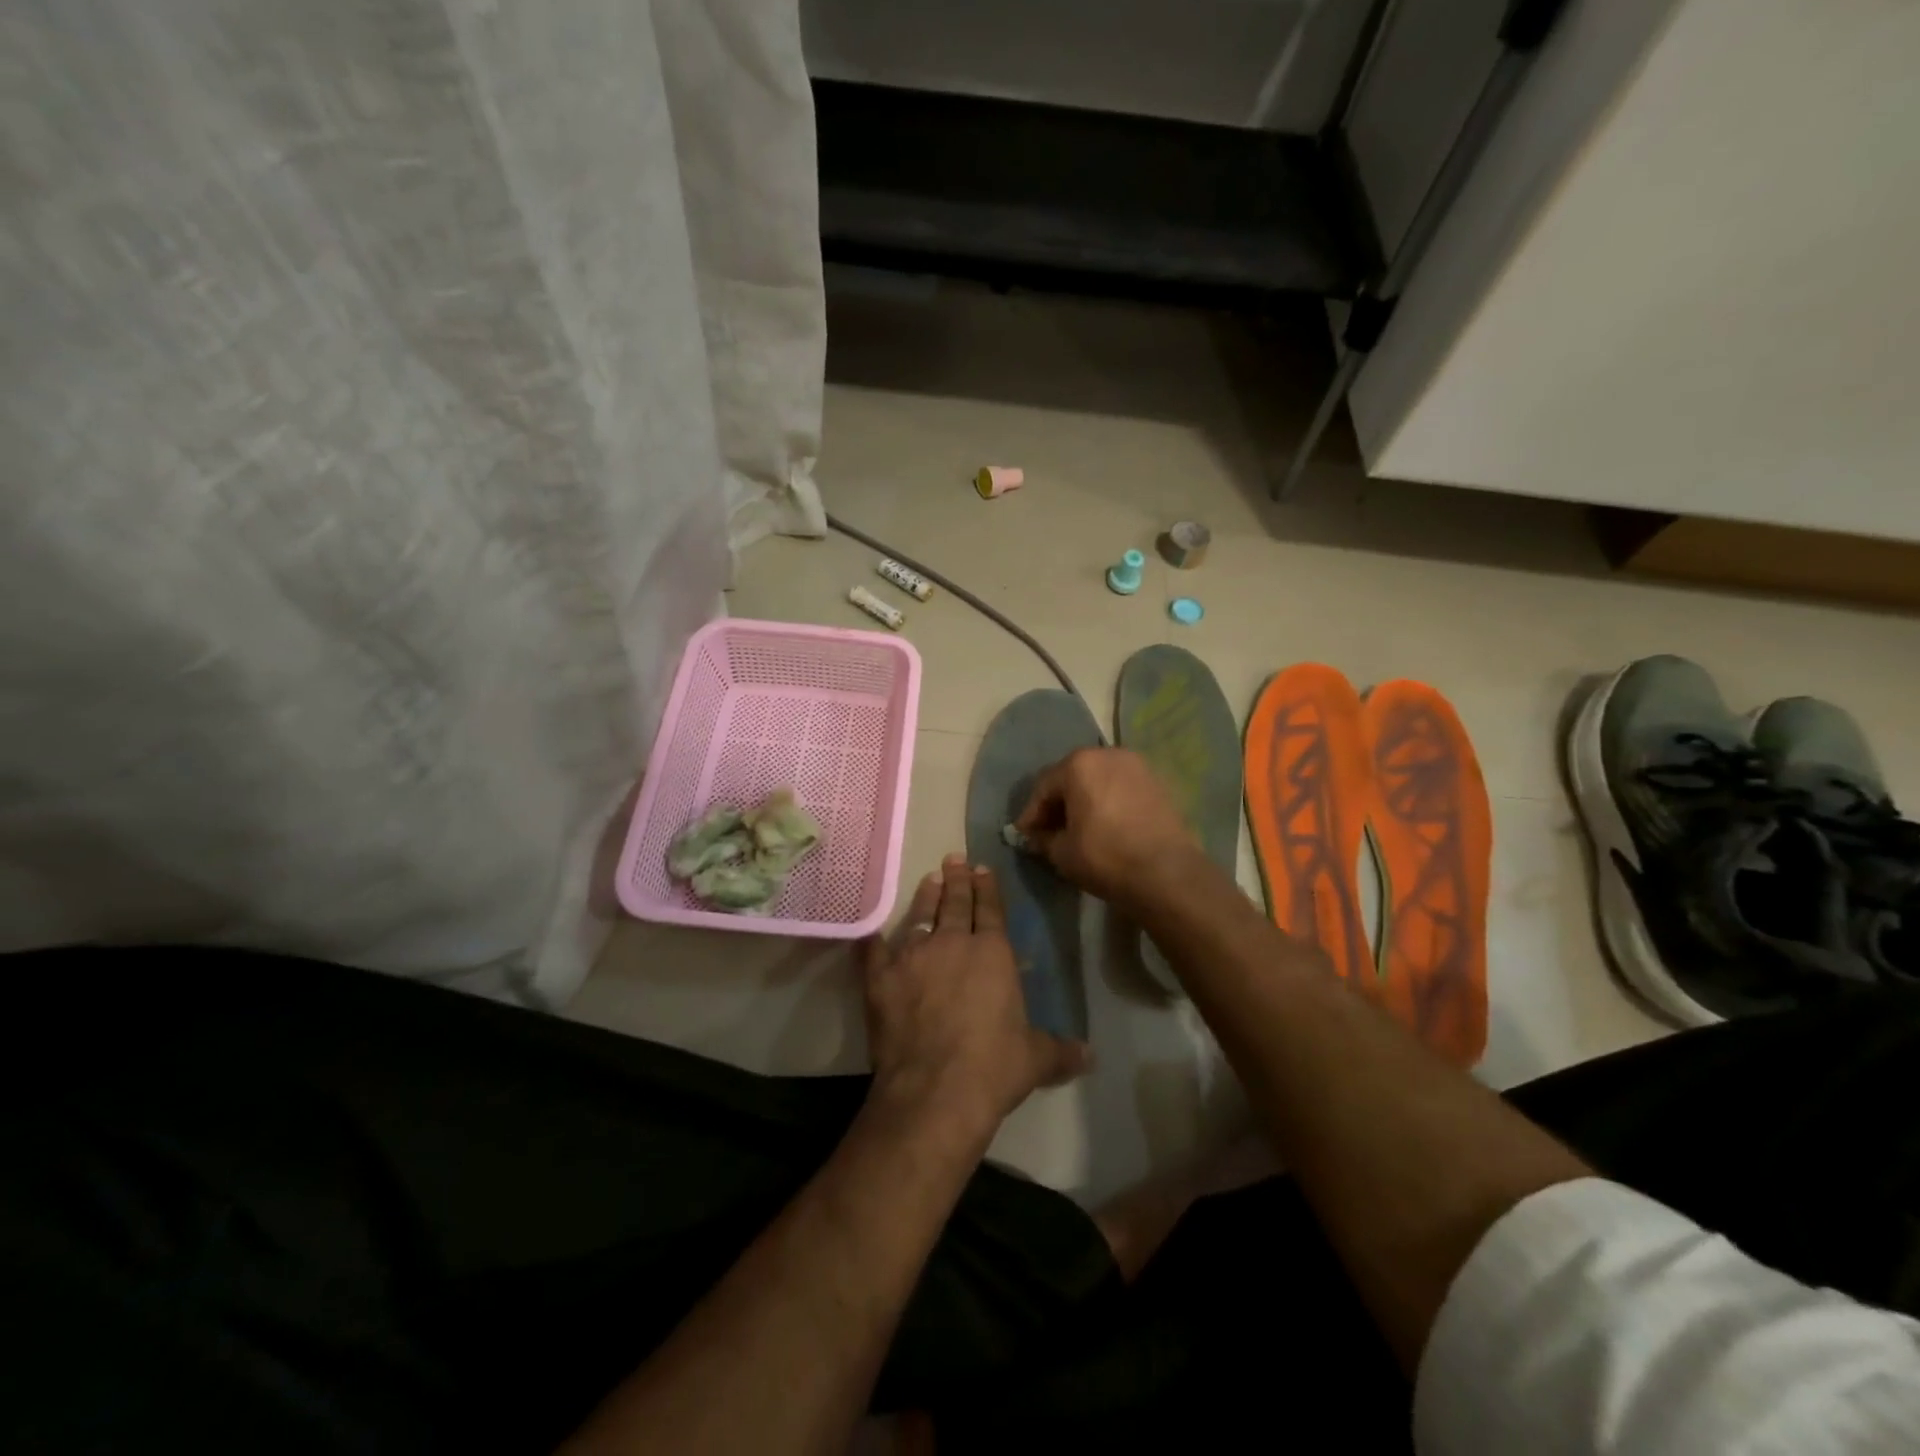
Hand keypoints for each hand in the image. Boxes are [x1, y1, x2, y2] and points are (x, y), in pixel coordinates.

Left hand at [862, 855, 1091, 1140]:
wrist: (934, 1090)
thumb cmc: (993, 1067)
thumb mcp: (1035, 1059)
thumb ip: (1060, 1051)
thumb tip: (1090, 1055)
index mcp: (992, 953)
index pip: (991, 910)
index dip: (987, 888)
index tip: (982, 868)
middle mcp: (952, 944)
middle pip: (956, 903)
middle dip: (957, 880)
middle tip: (953, 859)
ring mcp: (913, 957)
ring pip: (920, 916)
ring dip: (926, 897)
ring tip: (929, 879)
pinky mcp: (881, 978)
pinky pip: (875, 950)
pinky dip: (874, 939)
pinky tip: (873, 930)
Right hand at [1014, 748, 1206, 912]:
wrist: (1167, 873)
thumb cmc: (1105, 857)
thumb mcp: (1062, 853)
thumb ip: (1043, 839)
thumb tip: (1035, 837)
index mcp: (1079, 764)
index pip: (1044, 787)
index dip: (1031, 814)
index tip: (1024, 836)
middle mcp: (1108, 754)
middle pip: (1072, 776)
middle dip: (1058, 803)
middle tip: (1048, 831)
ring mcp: (1137, 766)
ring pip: (1098, 780)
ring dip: (1084, 800)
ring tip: (1078, 828)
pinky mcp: (1158, 782)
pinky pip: (1121, 788)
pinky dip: (1108, 802)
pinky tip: (1105, 825)